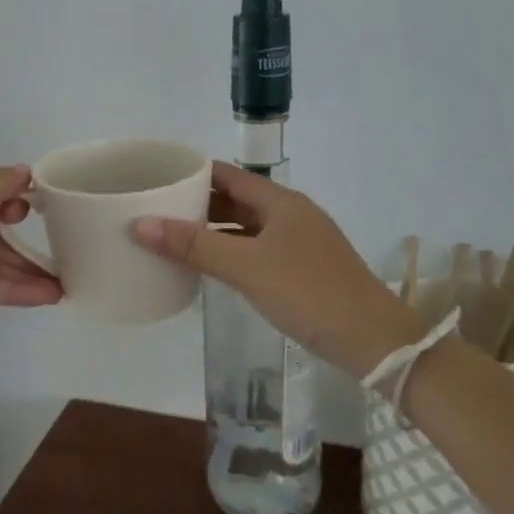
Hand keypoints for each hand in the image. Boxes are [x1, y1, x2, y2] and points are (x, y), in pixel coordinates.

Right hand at [130, 162, 425, 378]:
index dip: (193, 173)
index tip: (158, 177)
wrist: (373, 340)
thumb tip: (140, 224)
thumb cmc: (308, 293)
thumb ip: (194, 245)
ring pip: (247, 225)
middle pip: (237, 198)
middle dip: (199, 202)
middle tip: (156, 208)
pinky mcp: (303, 268)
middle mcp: (291, 214)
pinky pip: (257, 248)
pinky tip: (210, 264)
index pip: (228, 174)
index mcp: (281, 201)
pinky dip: (231, 249)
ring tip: (173, 235)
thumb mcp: (246, 267)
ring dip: (214, 228)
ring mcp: (300, 242)